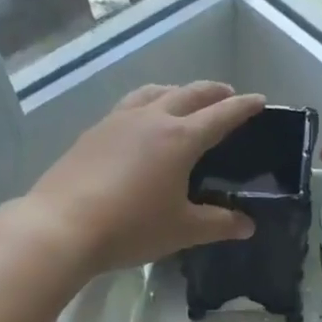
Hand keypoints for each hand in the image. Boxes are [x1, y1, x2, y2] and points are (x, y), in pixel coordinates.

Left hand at [24, 81, 266, 272]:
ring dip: (176, 91)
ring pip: (154, 93)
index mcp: (180, 138)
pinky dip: (147, 104)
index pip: (221, 115)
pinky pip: (128, 106)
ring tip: (183, 99)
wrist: (62, 226)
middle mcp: (151, 119)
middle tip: (227, 94)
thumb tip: (247, 225)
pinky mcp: (93, 132)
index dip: (243, 107)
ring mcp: (117, 121)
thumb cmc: (131, 227)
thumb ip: (219, 224)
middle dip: (212, 92)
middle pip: (188, 94)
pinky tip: (140, 122)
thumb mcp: (182, 229)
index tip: (259, 100)